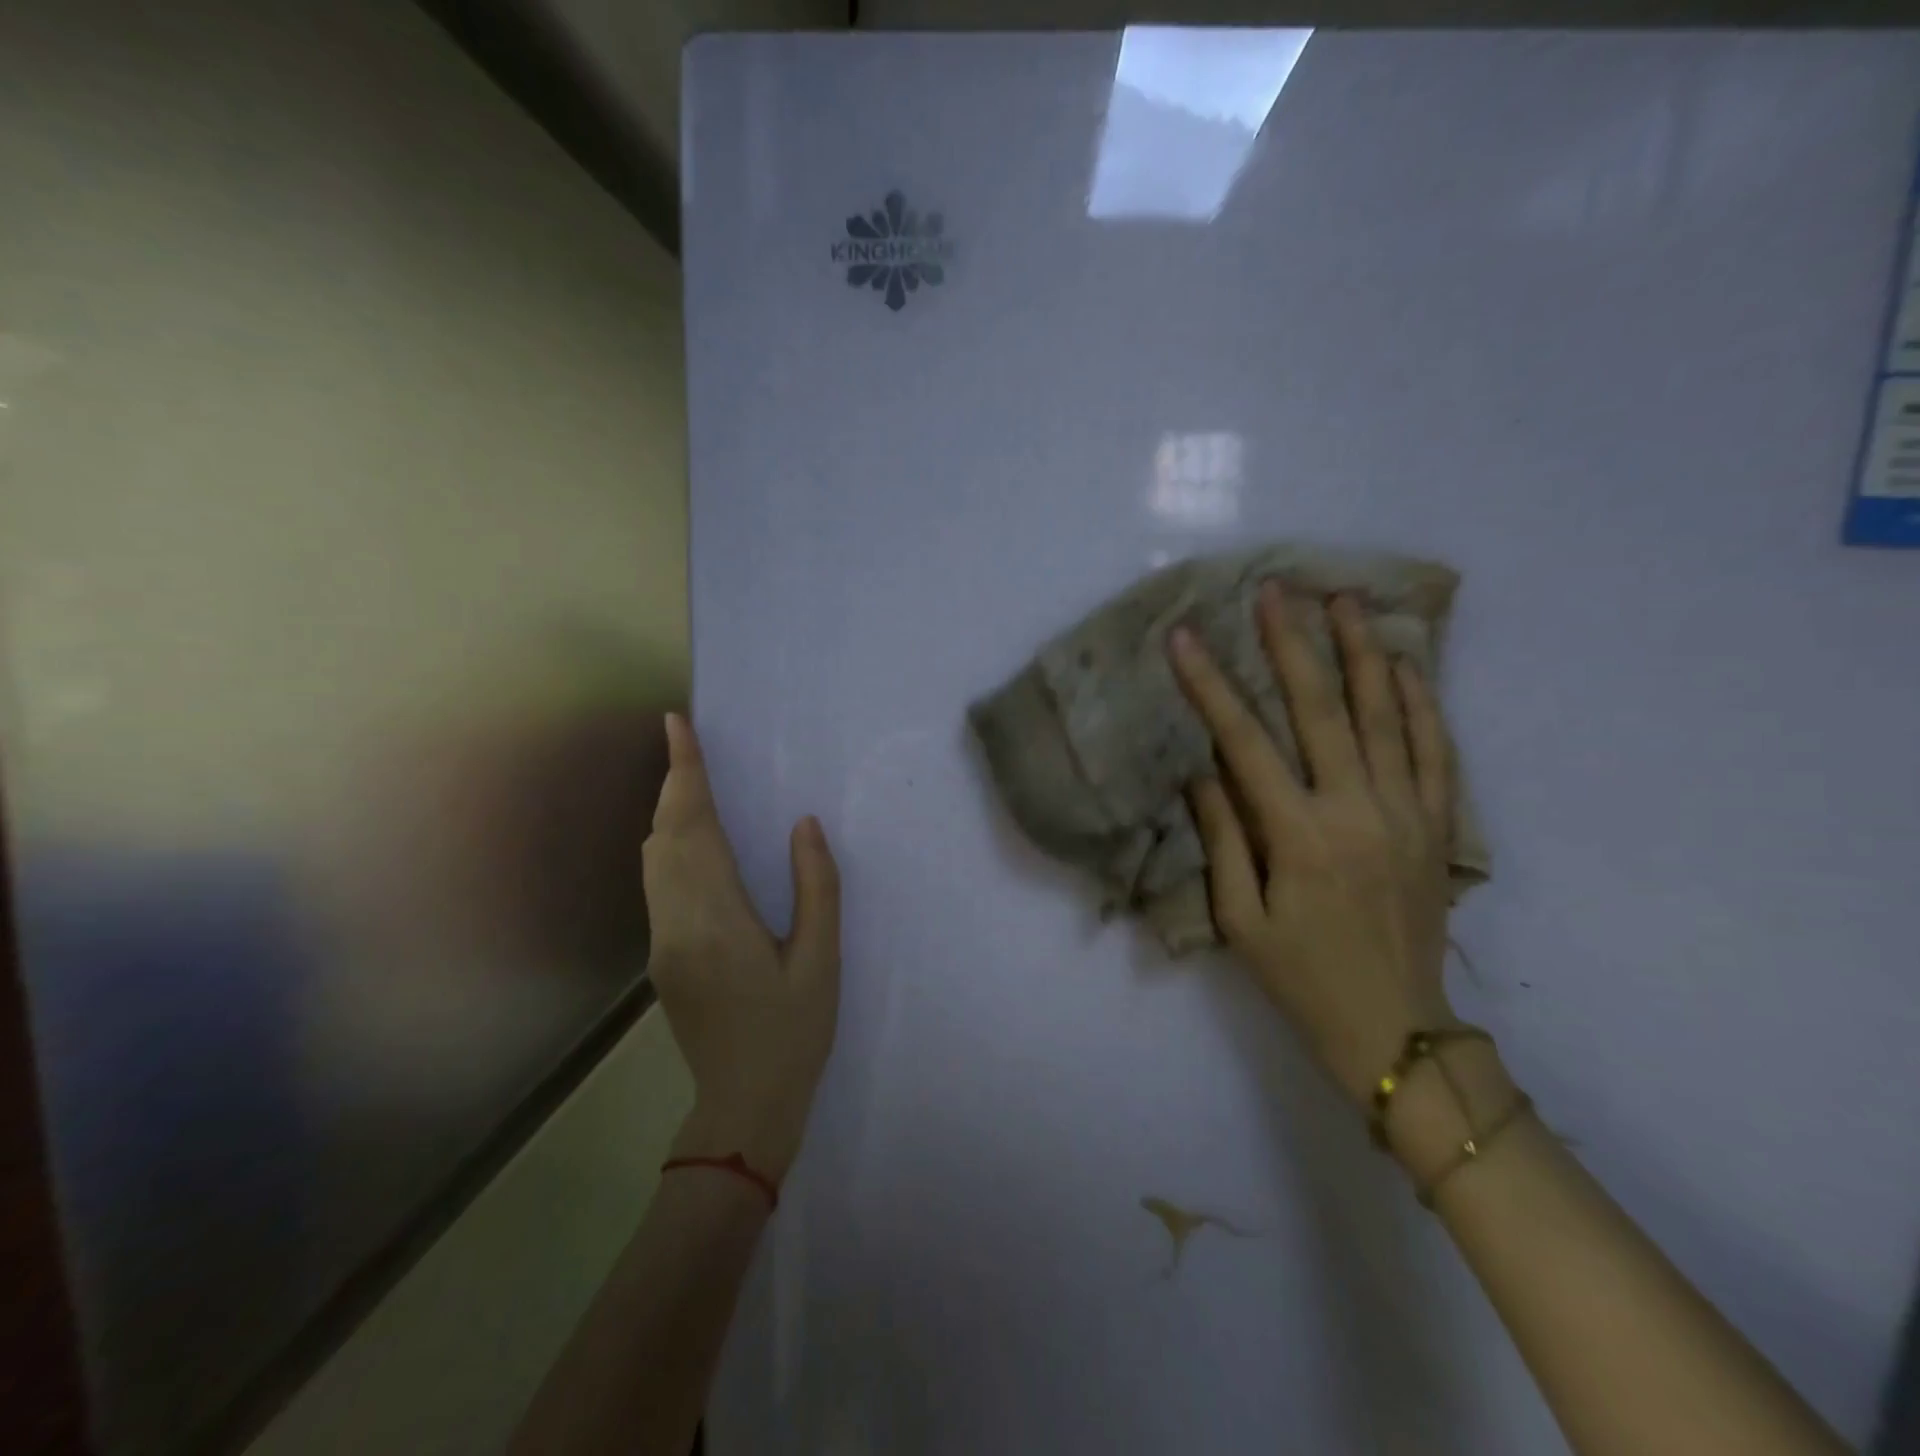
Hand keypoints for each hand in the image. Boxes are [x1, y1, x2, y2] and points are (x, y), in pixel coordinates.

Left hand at [643, 714, 840, 1182]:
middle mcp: (675, 922)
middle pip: (664, 835)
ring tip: (694, 781)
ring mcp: (661, 941)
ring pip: (653, 858)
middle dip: (674, 783)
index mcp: (716, 919)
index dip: (685, 772)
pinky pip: (658, 882)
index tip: (676, 725)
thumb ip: (816, 887)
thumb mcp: (821, 960)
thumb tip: (803, 824)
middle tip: (689, 743)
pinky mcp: (661, 956)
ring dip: (669, 813)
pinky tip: (695, 841)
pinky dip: (670, 845)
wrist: (744, 1106)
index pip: (693, 827)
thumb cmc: (794, 1032)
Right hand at [1168, 585, 1458, 1107]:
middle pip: (1322, 710)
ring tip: (1344, 601)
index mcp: (1299, 837)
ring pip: (1385, 716)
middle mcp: (1356, 811)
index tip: (1187, 640)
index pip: (1245, 743)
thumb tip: (1203, 773)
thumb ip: (1223, 839)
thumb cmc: (1300, 977)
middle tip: (1274, 591)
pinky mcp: (1436, 826)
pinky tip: (1403, 664)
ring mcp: (1406, 814)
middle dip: (1291, 645)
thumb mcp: (1240, 920)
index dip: (1212, 686)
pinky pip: (1433, 751)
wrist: (1395, 1028)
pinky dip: (1419, 703)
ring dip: (1362, 653)